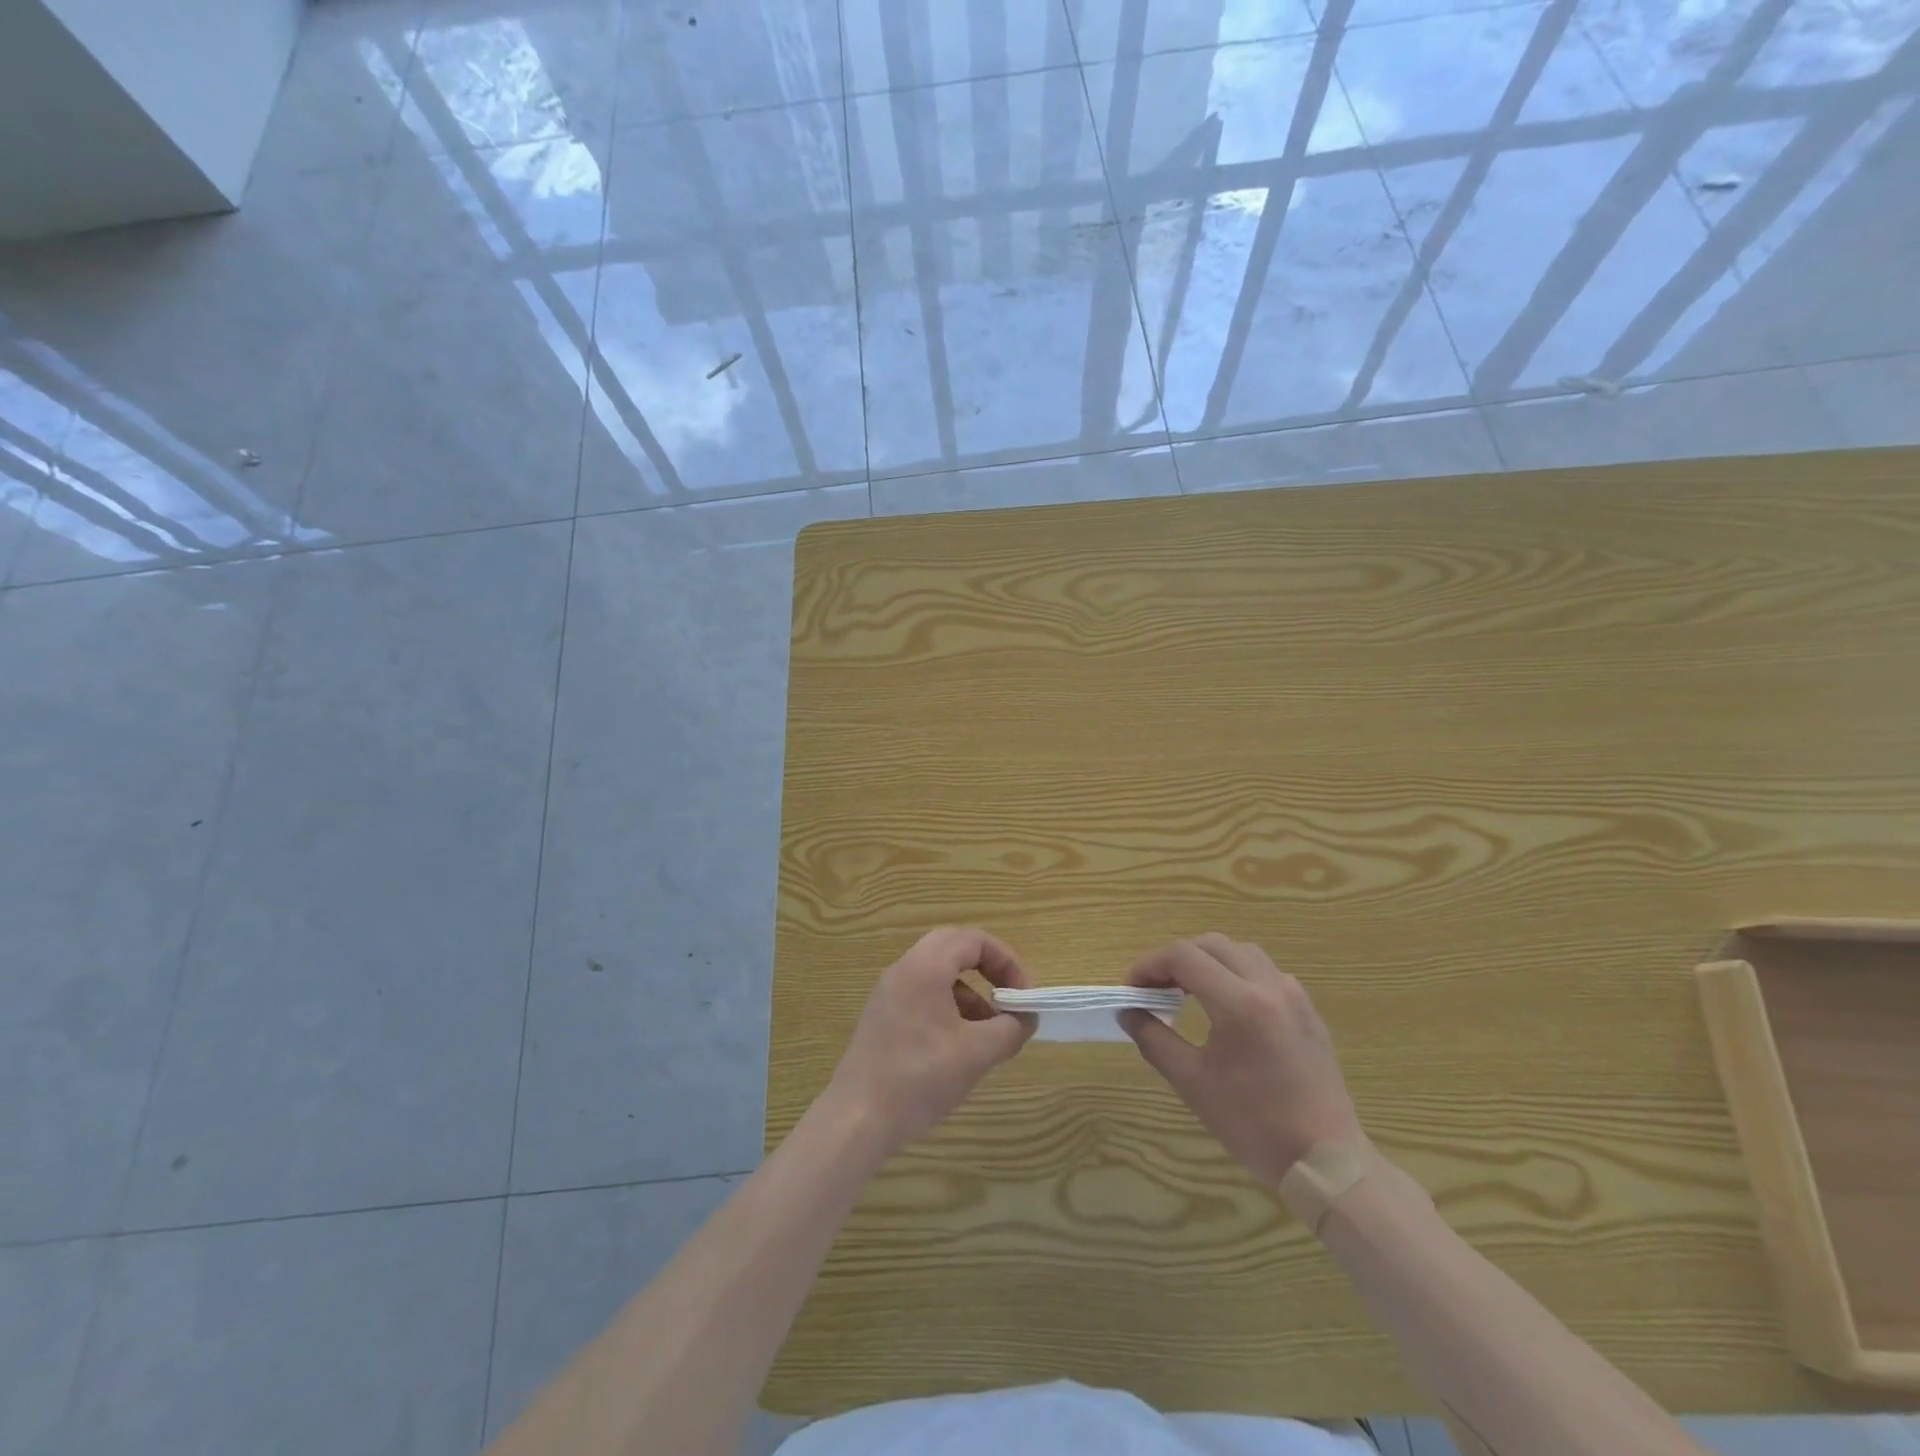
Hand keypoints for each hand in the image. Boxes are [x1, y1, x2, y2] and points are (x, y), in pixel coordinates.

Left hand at [823, 927, 1036, 1156]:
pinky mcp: (883, 1015)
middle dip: (989, 969)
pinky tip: (960, 1045)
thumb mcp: (977, 1054)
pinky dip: (949, 1006)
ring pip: (939, 972)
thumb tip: (1027, 1017)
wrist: (857, 1119)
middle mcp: (904, 969)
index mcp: (925, 968)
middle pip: (954, 947)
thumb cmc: (919, 1079)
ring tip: (989, 1030)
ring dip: (970, 991)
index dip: (1007, 961)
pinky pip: (924, 993)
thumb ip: (1011, 1029)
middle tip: (1009, 998)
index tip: (1024, 996)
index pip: (974, 940)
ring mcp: (889, 992)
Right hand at [1121, 933, 1363, 1186]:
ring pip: (1241, 953)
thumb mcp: (1193, 1084)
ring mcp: (1294, 996)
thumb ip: (1154, 1040)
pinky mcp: (1308, 1011)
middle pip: (1211, 945)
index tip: (1132, 989)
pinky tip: (1228, 1008)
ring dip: (1208, 961)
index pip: (1183, 956)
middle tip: (1154, 988)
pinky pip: (1265, 973)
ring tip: (1188, 992)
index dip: (1150, 965)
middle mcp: (1269, 986)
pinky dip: (1236, 975)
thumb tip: (1128, 1012)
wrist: (1327, 1162)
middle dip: (1176, 959)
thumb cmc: (1255, 1125)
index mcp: (1240, 1003)